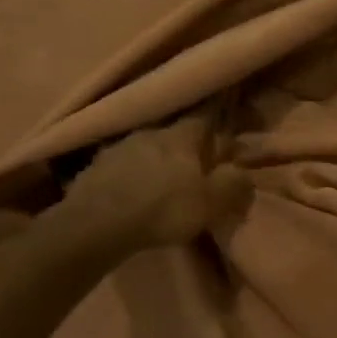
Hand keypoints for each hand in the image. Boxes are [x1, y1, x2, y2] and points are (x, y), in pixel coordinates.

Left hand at [35, 114, 252, 260]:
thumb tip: (243, 173)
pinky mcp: (93, 169)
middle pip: (171, 132)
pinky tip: (130, 190)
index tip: (224, 111)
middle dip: (183, 144)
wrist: (96, 226)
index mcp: (180, 136)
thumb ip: (233, 184)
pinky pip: (119, 166)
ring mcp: (116, 148)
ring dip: (153, 159)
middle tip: (192, 159)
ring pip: (143, 148)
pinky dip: (128, 175)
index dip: (216, 114)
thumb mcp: (211, 202)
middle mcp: (148, 132)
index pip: (204, 115)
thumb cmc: (162, 209)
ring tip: (158, 178)